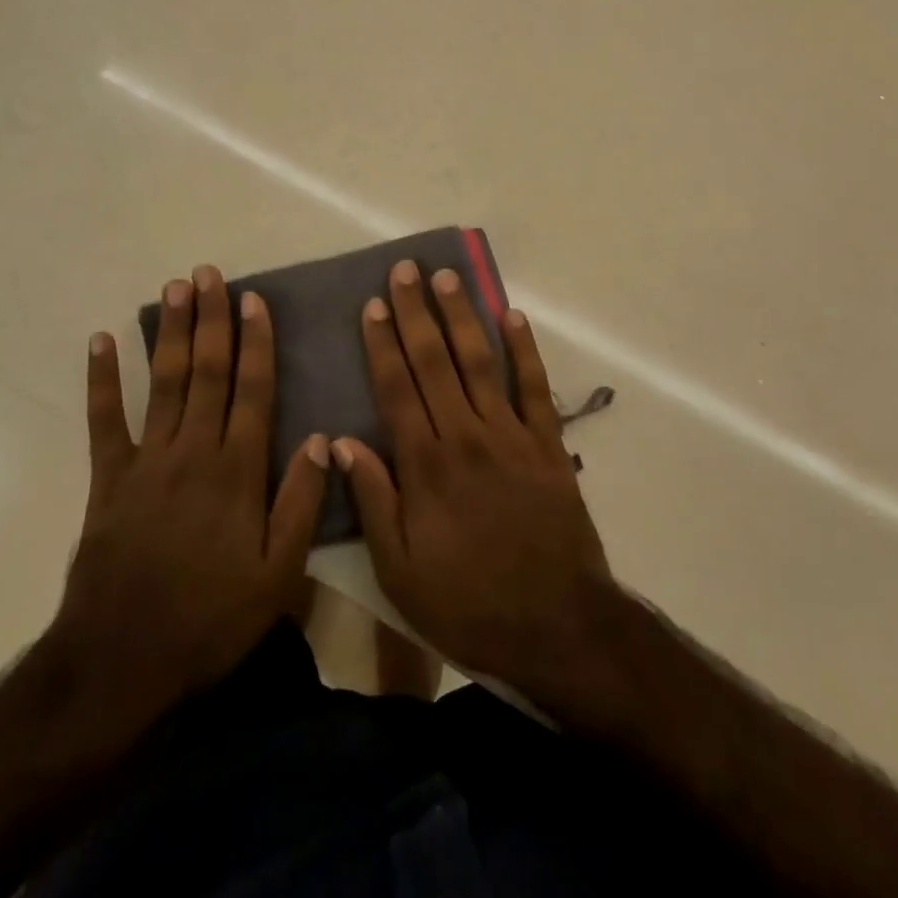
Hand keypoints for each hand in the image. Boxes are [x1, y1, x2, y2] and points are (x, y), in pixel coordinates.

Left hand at [47, 265, 328, 749]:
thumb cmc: (210, 618)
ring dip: (170, 332)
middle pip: (207, 373)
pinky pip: (104, 421)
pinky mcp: (108, 480)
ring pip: (164, 383)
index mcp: (237, 471)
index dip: (255, 342)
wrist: (122, 661)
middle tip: (209, 273)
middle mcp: (193, 452)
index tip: (254, 300)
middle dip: (211, 319)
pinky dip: (102, 380)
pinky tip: (100, 342)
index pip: (252, 390)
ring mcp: (146, 462)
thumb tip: (323, 439)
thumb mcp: (278, 575)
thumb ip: (301, 503)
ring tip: (175, 288)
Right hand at [332, 261, 614, 697]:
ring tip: (447, 277)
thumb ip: (372, 500)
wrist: (557, 627)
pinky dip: (524, 350)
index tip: (372, 305)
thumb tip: (340, 441)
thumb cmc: (468, 603)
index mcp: (426, 465)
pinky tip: (512, 316)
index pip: (397, 388)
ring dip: (462, 316)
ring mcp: (511, 436)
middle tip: (405, 269)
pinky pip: (535, 388)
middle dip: (416, 313)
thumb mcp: (400, 571)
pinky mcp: (548, 446)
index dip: (382, 344)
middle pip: (435, 362)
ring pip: (480, 363)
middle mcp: (466, 436)